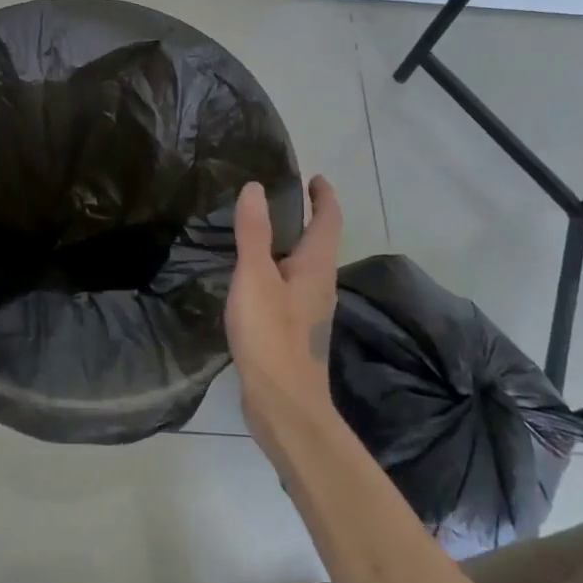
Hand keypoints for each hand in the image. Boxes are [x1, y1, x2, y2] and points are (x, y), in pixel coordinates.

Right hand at [226, 177, 341, 452]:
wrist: (284, 405)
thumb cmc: (271, 336)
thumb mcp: (255, 277)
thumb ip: (254, 232)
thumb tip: (256, 188)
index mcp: (317, 267)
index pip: (328, 220)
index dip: (323, 196)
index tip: (314, 177)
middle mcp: (321, 285)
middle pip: (320, 242)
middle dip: (307, 217)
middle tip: (281, 198)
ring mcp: (310, 311)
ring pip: (305, 266)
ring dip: (292, 244)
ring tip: (263, 232)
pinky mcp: (296, 331)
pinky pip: (291, 287)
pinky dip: (279, 270)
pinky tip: (254, 279)